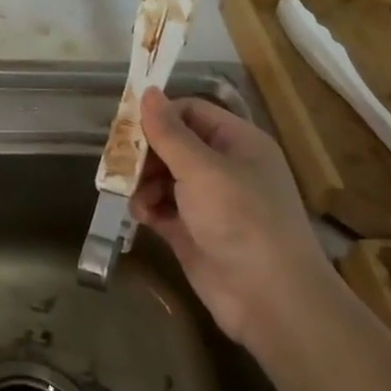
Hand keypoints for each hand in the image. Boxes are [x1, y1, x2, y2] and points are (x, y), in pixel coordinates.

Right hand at [130, 90, 332, 344]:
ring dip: (143, 182)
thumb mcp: (202, 169)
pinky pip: (163, 208)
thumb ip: (169, 132)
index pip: (192, 112)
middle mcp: (225, 168)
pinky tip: (141, 215)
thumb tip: (147, 91)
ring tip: (132, 194)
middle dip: (145, 152)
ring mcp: (210, 202)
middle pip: (174, 144)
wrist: (271, 299)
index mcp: (238, 143)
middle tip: (119, 162)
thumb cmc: (241, 219)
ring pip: (164, 176)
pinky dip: (148, 207)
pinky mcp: (194, 232)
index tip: (127, 126)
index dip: (160, 115)